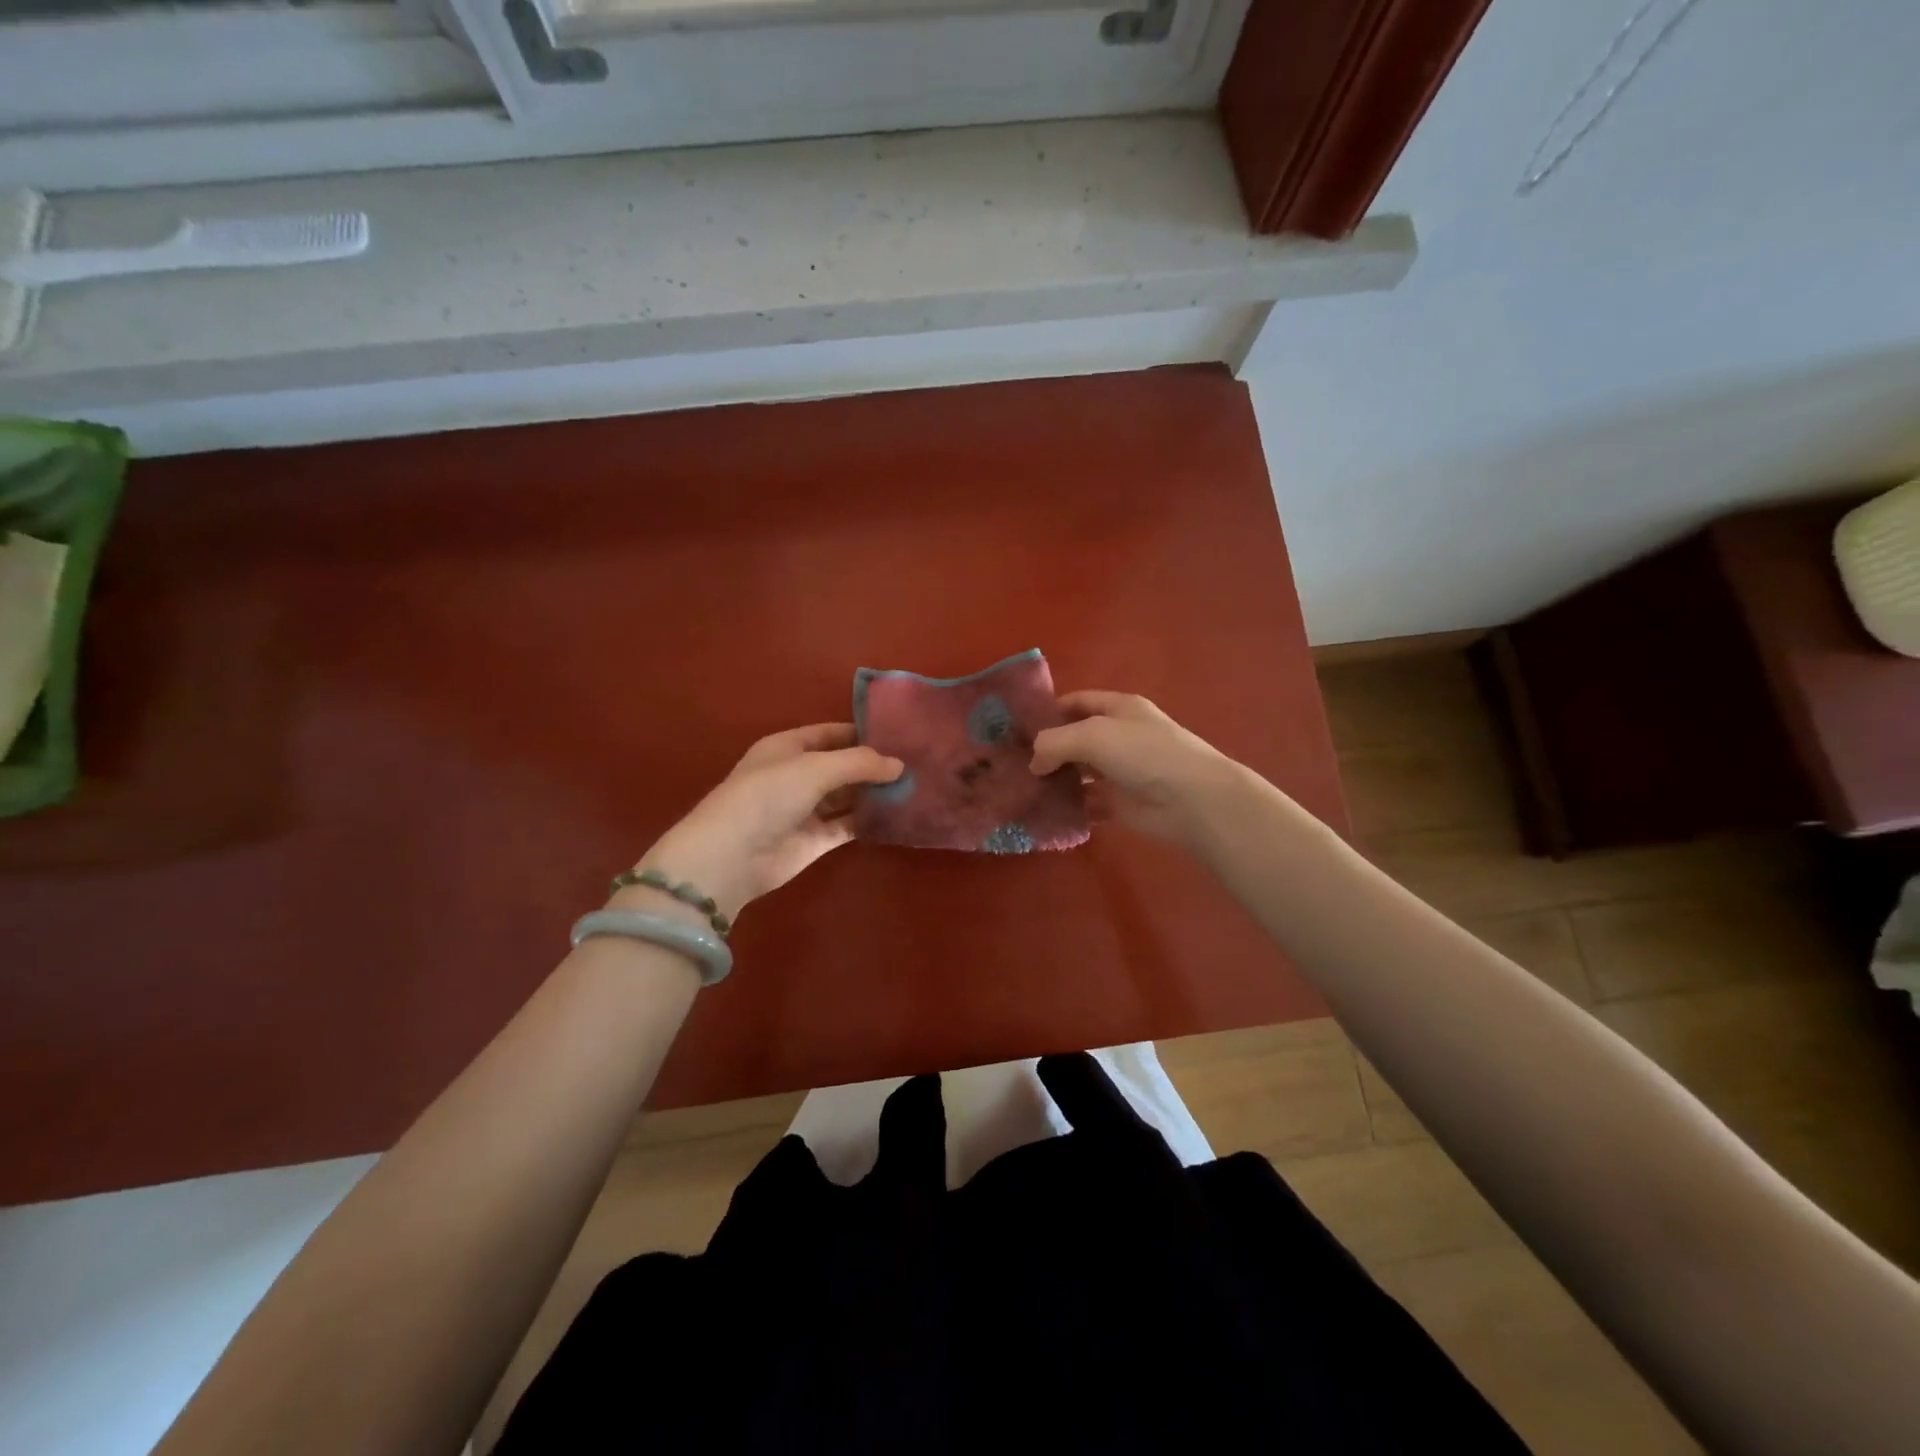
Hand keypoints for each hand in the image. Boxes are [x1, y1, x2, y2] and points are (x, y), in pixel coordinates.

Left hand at [634, 724, 903, 921]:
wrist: (731, 857)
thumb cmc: (768, 796)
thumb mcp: (815, 768)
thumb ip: (859, 763)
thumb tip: (900, 765)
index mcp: (788, 747)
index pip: (833, 733)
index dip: (865, 732)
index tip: (903, 734)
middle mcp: (798, 774)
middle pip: (843, 764)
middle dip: (875, 764)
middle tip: (918, 762)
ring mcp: (807, 808)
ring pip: (848, 795)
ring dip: (875, 792)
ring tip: (917, 786)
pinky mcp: (815, 839)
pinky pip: (848, 824)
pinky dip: (870, 819)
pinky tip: (899, 814)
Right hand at [1028, 691, 1241, 846]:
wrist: (1192, 800)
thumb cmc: (1144, 754)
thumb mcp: (1092, 735)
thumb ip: (1053, 743)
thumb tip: (1034, 763)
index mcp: (1118, 709)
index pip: (1076, 702)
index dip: (1048, 710)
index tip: (1017, 728)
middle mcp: (1119, 737)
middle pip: (1075, 739)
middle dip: (1047, 749)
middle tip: (1011, 764)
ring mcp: (1121, 772)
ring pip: (1079, 773)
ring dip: (1056, 781)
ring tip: (1021, 790)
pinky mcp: (1121, 804)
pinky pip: (1088, 804)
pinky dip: (1070, 808)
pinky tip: (1045, 813)